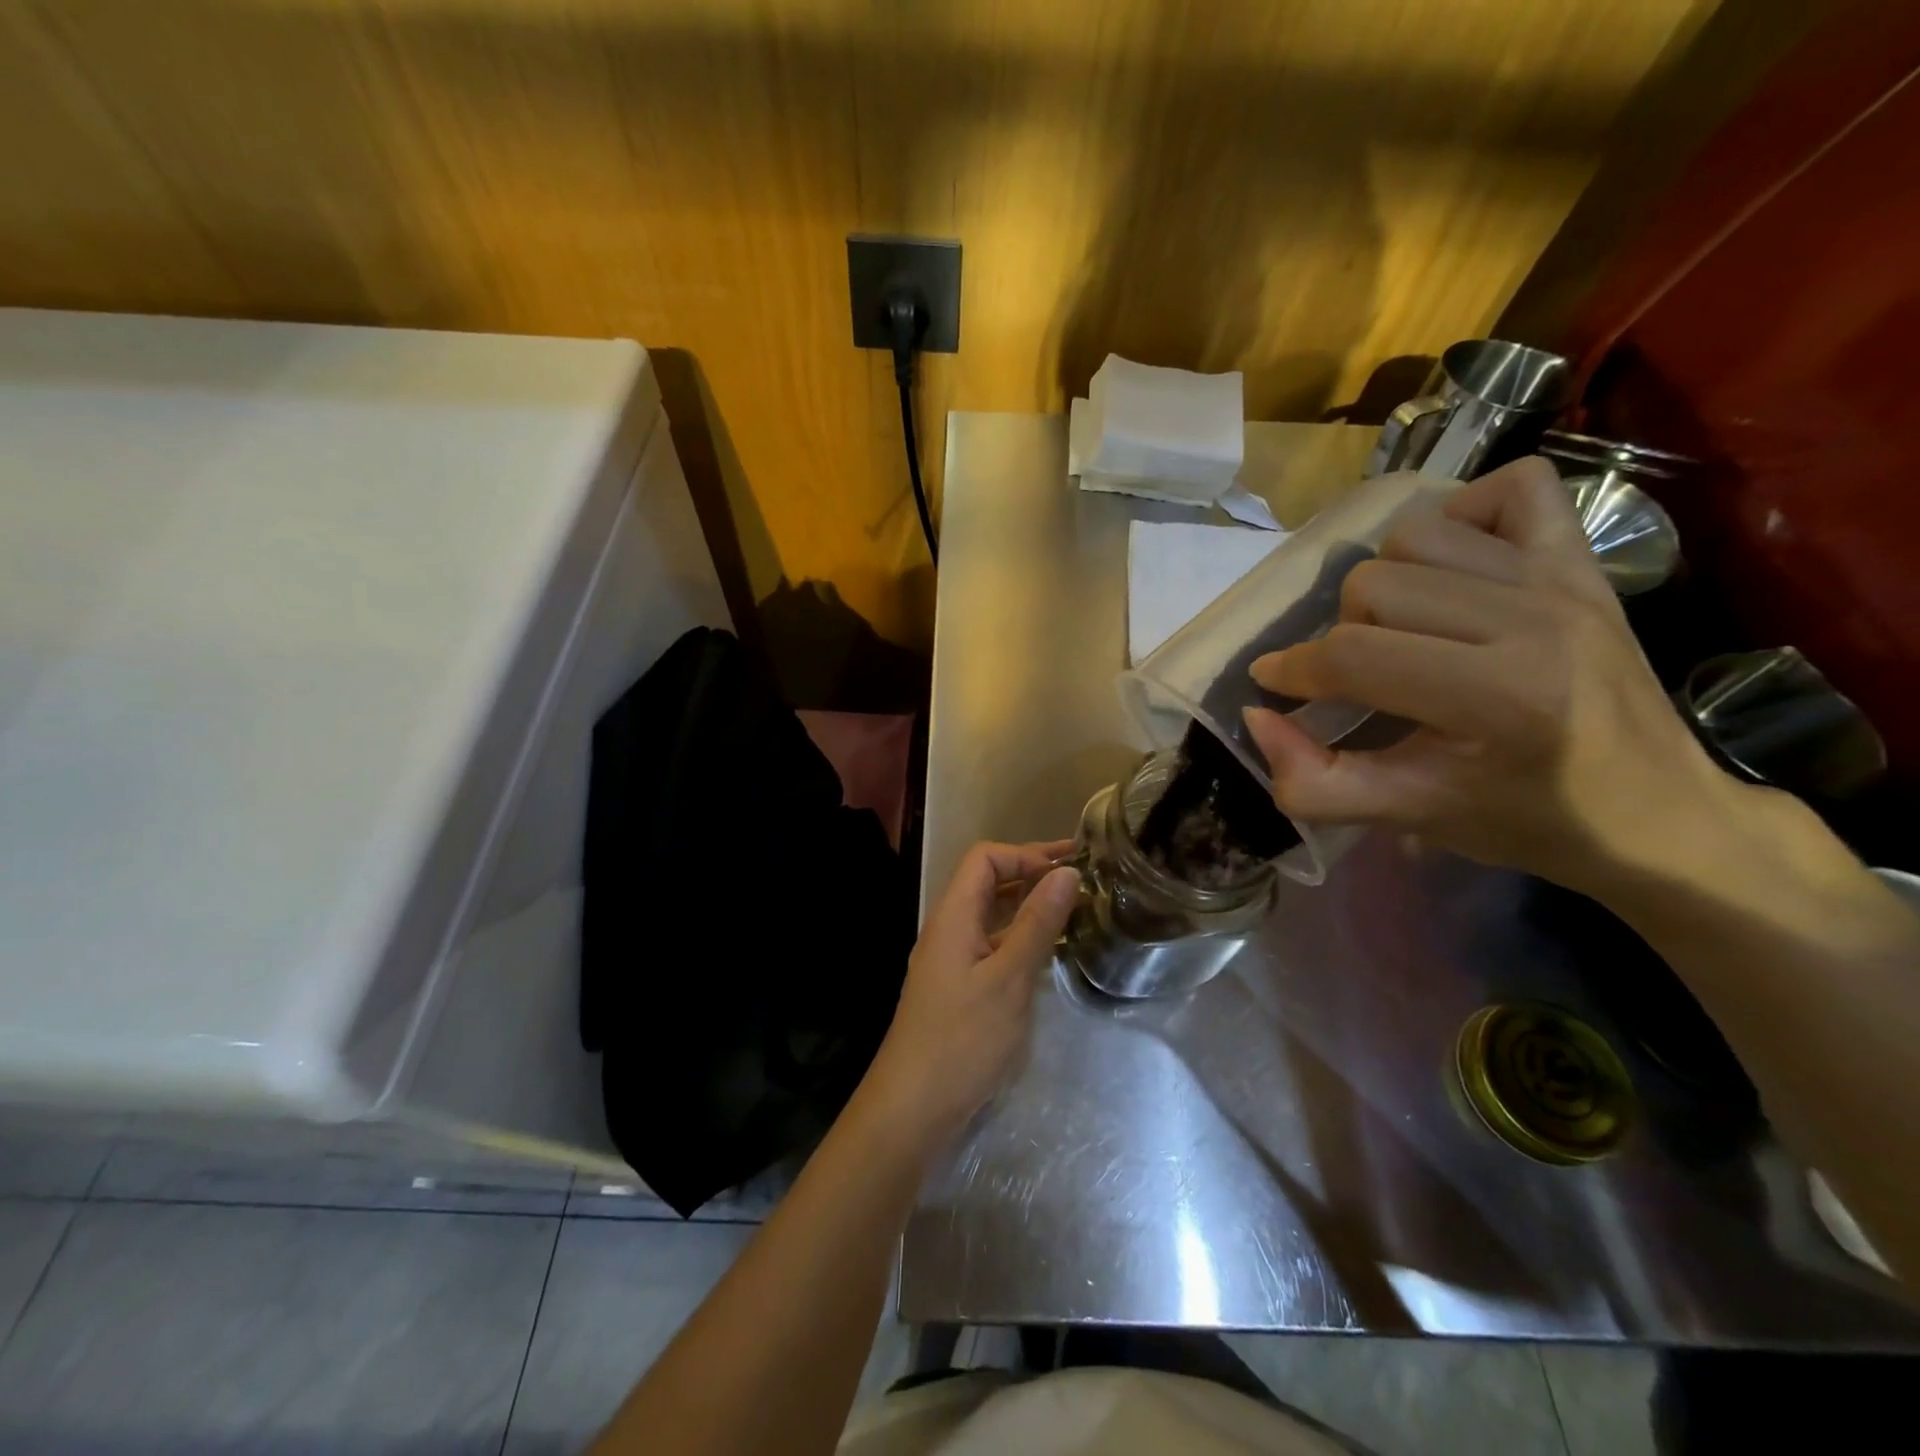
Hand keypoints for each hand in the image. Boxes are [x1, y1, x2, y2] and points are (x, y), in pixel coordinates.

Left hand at [859, 842, 1079, 1150]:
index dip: (1026, 854)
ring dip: (1029, 905)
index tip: (1069, 866)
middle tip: (1082, 881)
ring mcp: (952, 958)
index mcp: (954, 915)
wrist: (913, 1106)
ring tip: (1074, 910)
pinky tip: (1048, 950)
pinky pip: (992, 944)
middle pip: (988, 882)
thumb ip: (1038, 923)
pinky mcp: (959, 985)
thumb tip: (1066, 873)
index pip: (985, 858)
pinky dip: (1021, 936)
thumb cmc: (962, 1038)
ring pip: (992, 915)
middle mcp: (949, 928)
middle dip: (1032, 874)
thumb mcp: (1009, 978)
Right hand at [1241, 456, 1745, 894]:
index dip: (1295, 670)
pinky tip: (1451, 569)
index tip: (1274, 685)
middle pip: (1375, 585)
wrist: (1655, 812)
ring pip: (1419, 533)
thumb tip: (1257, 719)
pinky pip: (1512, 489)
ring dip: (1386, 580)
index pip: (1356, 654)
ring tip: (1399, 626)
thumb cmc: (1526, 819)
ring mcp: (1563, 579)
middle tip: (1359, 675)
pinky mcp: (1582, 561)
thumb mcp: (1408, 816)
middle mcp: (1533, 620)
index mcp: (1498, 696)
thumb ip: (1315, 783)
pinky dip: (1463, 515)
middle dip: (1343, 633)